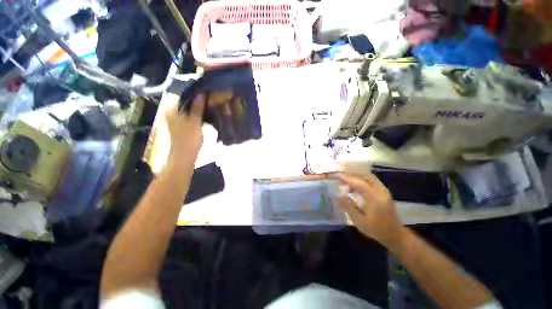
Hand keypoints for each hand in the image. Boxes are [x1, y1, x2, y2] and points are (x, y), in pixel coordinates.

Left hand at [165, 94, 204, 157]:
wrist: (185, 155)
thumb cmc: (189, 138)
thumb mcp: (195, 121)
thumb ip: (197, 107)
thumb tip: (201, 94)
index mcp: (171, 110)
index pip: (182, 97)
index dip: (194, 95)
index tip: (205, 94)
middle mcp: (170, 113)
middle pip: (185, 104)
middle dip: (196, 103)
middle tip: (209, 101)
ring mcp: (175, 121)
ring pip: (187, 111)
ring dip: (197, 110)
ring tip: (208, 107)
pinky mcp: (180, 127)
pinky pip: (188, 117)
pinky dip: (196, 116)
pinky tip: (204, 116)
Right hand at [336, 173, 404, 250]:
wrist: (395, 235)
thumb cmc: (376, 230)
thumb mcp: (359, 222)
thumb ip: (349, 207)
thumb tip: (339, 196)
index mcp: (375, 200)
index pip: (360, 184)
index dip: (347, 178)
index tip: (337, 175)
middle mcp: (381, 192)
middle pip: (365, 176)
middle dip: (351, 174)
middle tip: (340, 176)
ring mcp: (383, 191)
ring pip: (368, 177)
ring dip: (356, 176)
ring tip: (345, 180)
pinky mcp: (383, 192)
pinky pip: (370, 180)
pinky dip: (361, 179)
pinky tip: (354, 186)